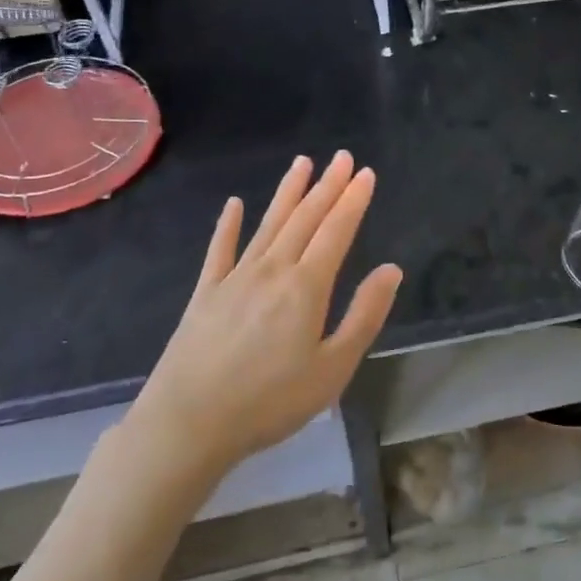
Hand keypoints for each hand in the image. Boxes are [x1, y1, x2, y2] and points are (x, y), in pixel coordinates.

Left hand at [123, 151, 402, 476]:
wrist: (189, 422)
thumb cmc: (270, 401)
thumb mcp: (333, 368)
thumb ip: (364, 315)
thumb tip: (391, 270)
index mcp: (307, 286)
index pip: (336, 231)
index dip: (353, 200)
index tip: (365, 173)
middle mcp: (273, 269)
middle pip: (305, 218)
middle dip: (327, 186)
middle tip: (342, 157)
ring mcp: (236, 277)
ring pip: (269, 224)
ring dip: (288, 192)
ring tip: (302, 163)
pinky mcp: (206, 293)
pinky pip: (220, 250)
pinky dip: (228, 225)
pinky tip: (233, 205)